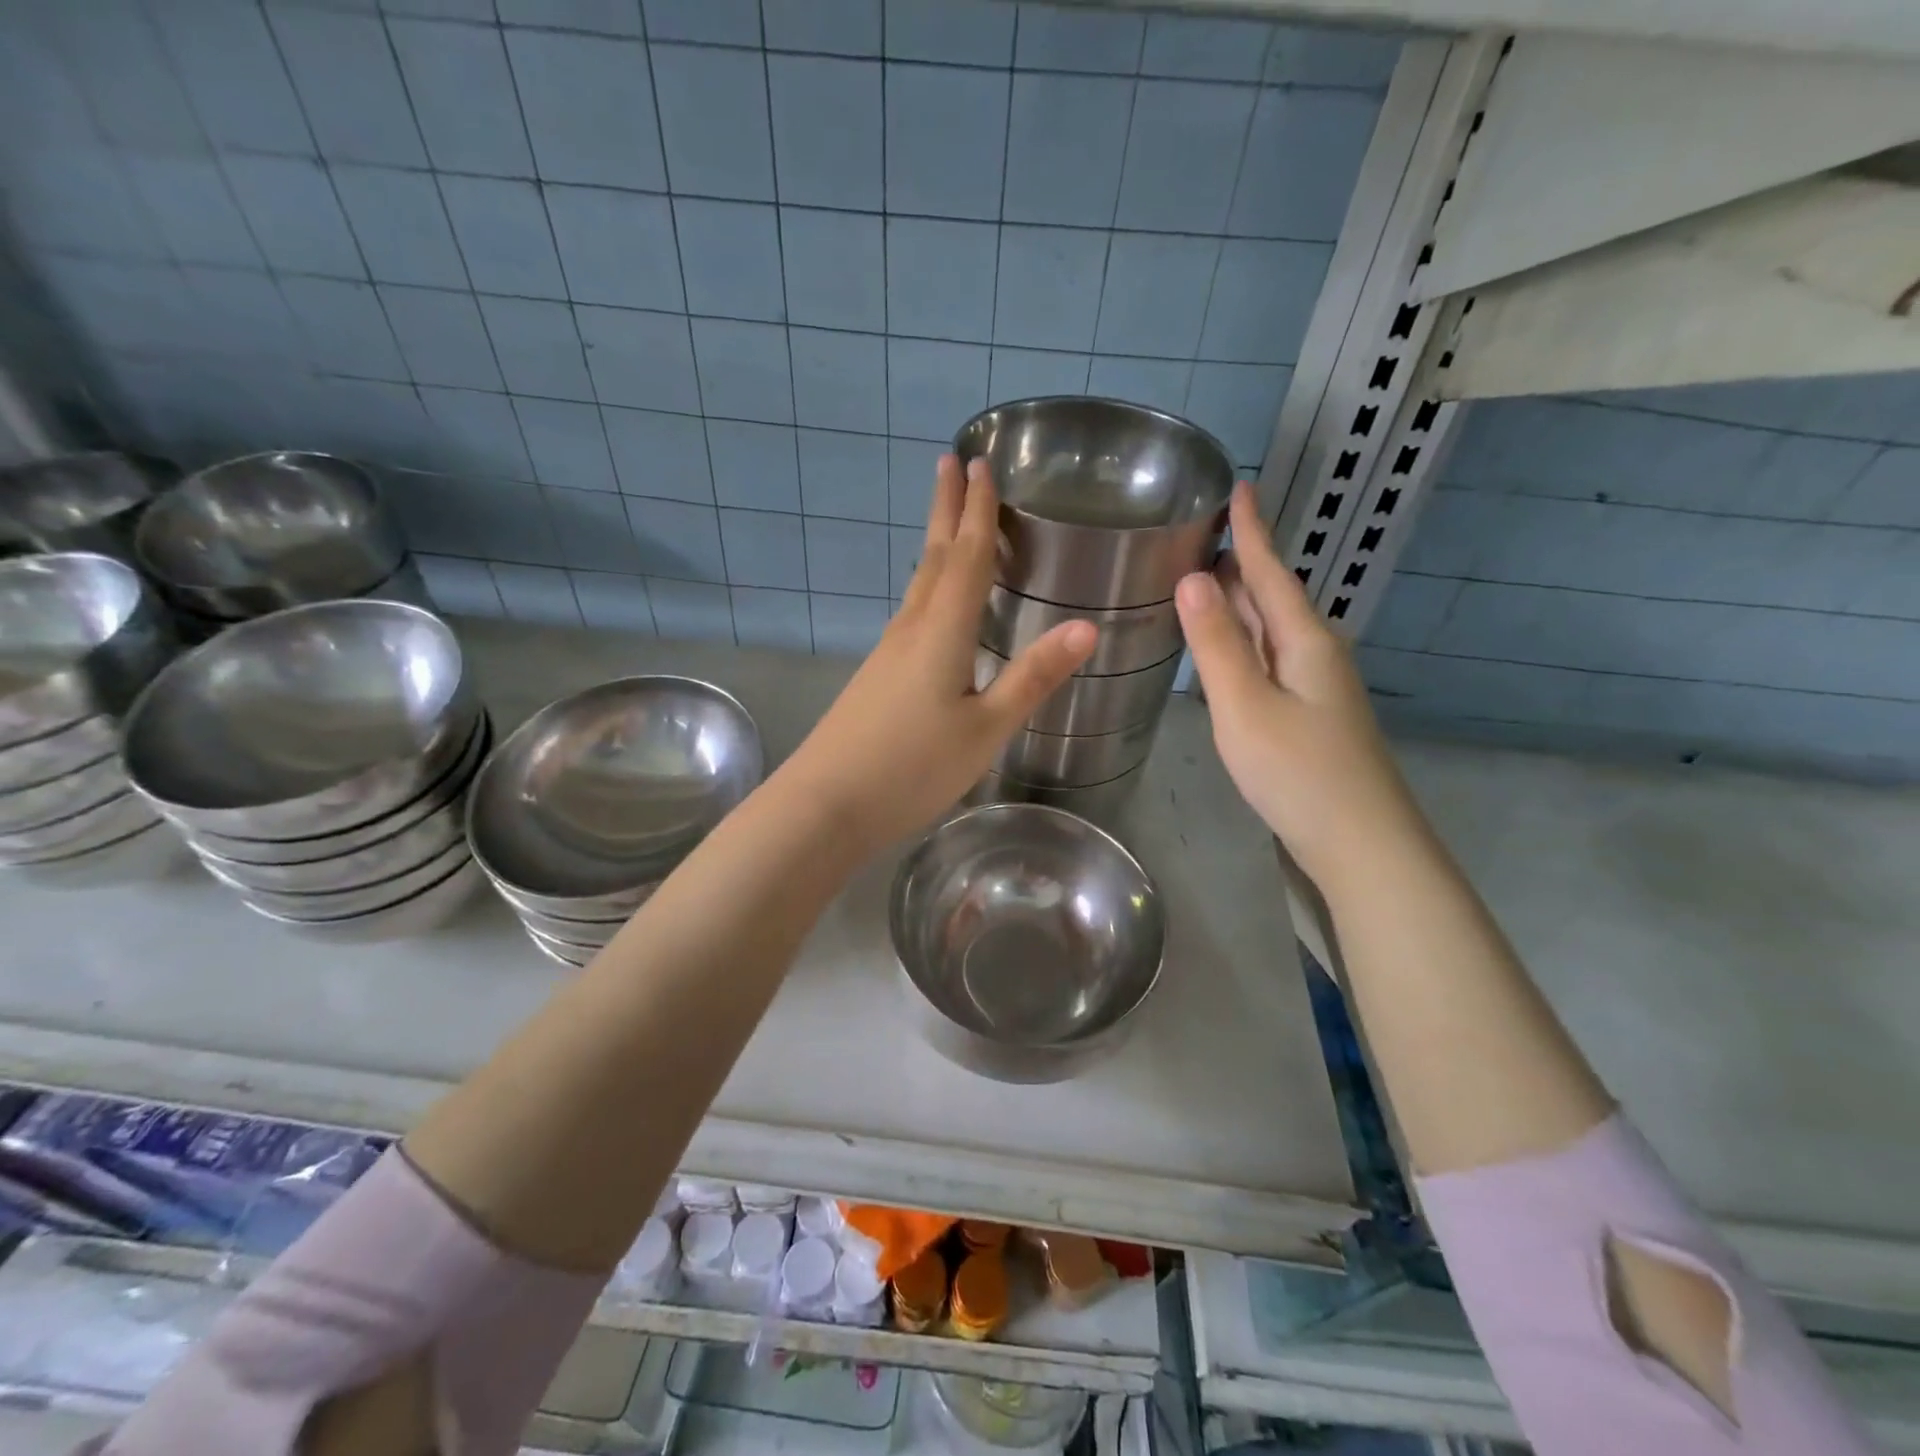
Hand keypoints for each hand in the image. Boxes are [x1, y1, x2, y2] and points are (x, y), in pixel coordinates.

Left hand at [781, 456, 1095, 854]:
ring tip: (949, 520)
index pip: (966, 556)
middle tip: (952, 462)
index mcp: (943, 631)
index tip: (980, 462)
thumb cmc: (912, 767)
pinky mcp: (877, 675)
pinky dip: (929, 587)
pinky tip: (933, 603)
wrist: (826, 804)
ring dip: (936, 544)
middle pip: (934, 556)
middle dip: (947, 509)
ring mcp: (888, 652)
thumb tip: (1087, 626)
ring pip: (919, 583)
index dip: (978, 510)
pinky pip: (912, 613)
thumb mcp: (985, 728)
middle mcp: (912, 628)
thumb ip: (1032, 677)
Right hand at [1175, 483, 1423, 890]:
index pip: (1270, 571)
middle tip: (1198, 533)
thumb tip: (1193, 577)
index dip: (1252, 530)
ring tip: (1202, 579)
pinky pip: (1269, 658)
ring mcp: (1315, 685)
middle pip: (1272, 596)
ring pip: (1270, 628)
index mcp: (1304, 640)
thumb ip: (1217, 644)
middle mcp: (1314, 652)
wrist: (1361, 843)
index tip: (1238, 486)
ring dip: (1238, 602)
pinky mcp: (1309, 713)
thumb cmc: (1299, 771)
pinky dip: (1243, 640)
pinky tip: (1226, 647)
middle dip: (1239, 562)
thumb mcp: (1245, 706)